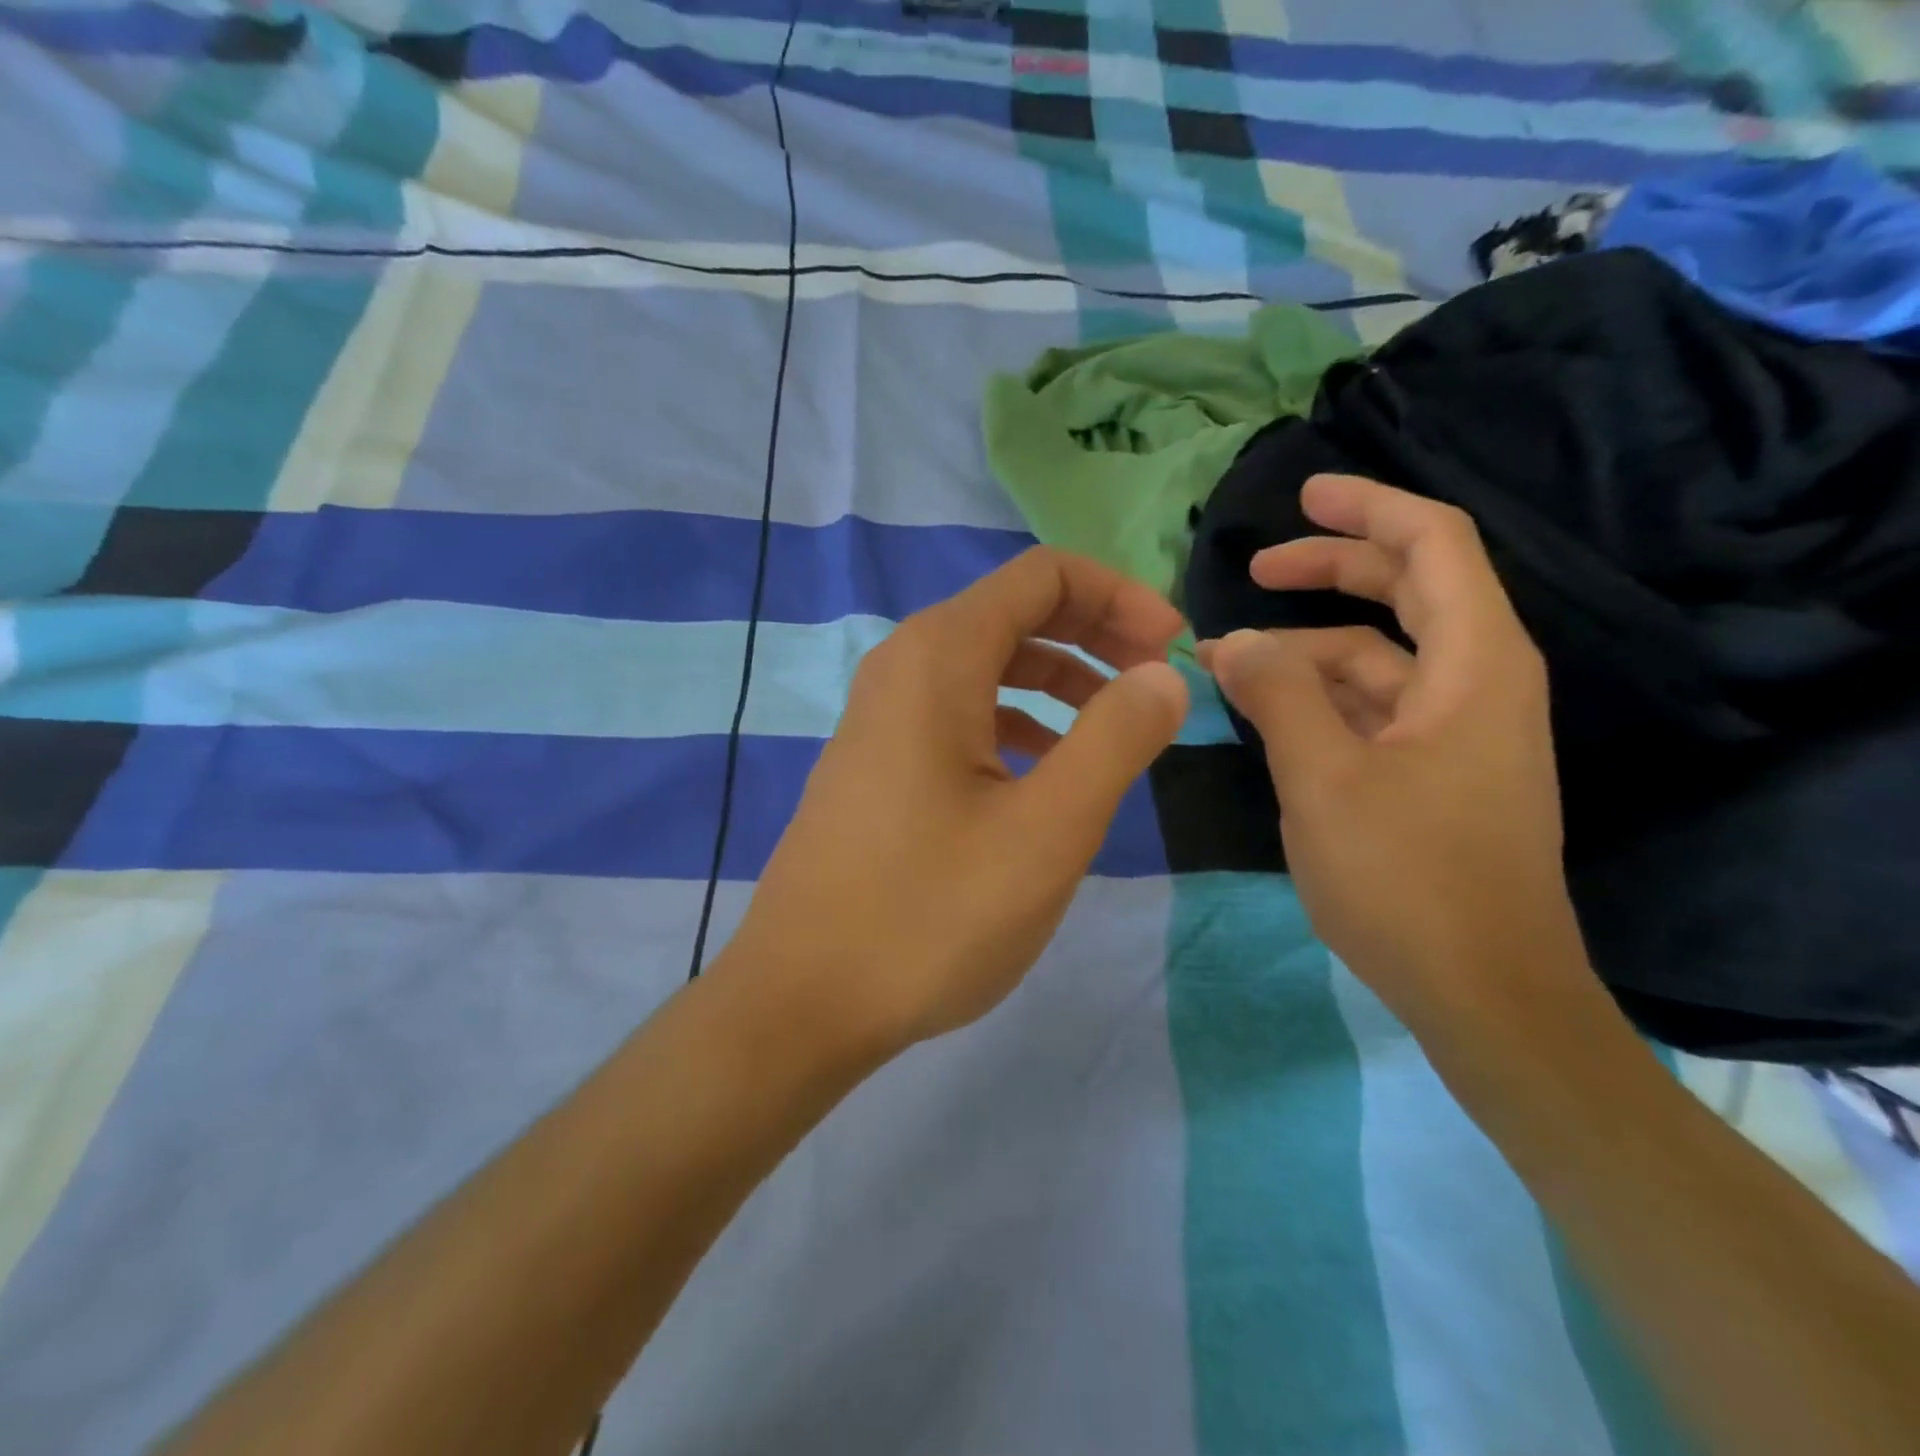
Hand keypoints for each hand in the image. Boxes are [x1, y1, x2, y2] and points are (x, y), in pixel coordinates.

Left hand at [724, 548, 1188, 1055]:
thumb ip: (1116, 739)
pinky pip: (958, 714)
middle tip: (1157, 682)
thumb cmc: (929, 914)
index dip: (1120, 598)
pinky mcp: (876, 764)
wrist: (802, 1000)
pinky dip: (1015, 721)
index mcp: (938, 657)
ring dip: (1059, 680)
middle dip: (1096, 634)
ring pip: (987, 666)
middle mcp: (901, 667)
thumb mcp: (1047, 830)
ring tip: (1114, 728)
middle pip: (1014, 613)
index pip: (1043, 576)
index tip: (1173, 649)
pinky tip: (1044, 770)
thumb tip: (1163, 674)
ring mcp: (880, 717)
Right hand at [1200, 474, 1582, 1026]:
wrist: (1481, 992)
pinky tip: (1264, 712)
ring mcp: (1455, 731)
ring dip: (1303, 652)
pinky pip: (1370, 709)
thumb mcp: (1324, 777)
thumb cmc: (1408, 877)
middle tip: (1252, 571)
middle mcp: (1476, 682)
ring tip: (1225, 666)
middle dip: (1327, 572)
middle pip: (1404, 592)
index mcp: (1473, 664)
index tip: (1302, 496)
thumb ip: (1276, 695)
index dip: (1368, 508)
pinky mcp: (1433, 772)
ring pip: (1375, 659)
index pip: (1433, 544)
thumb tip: (1232, 643)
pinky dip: (1317, 699)